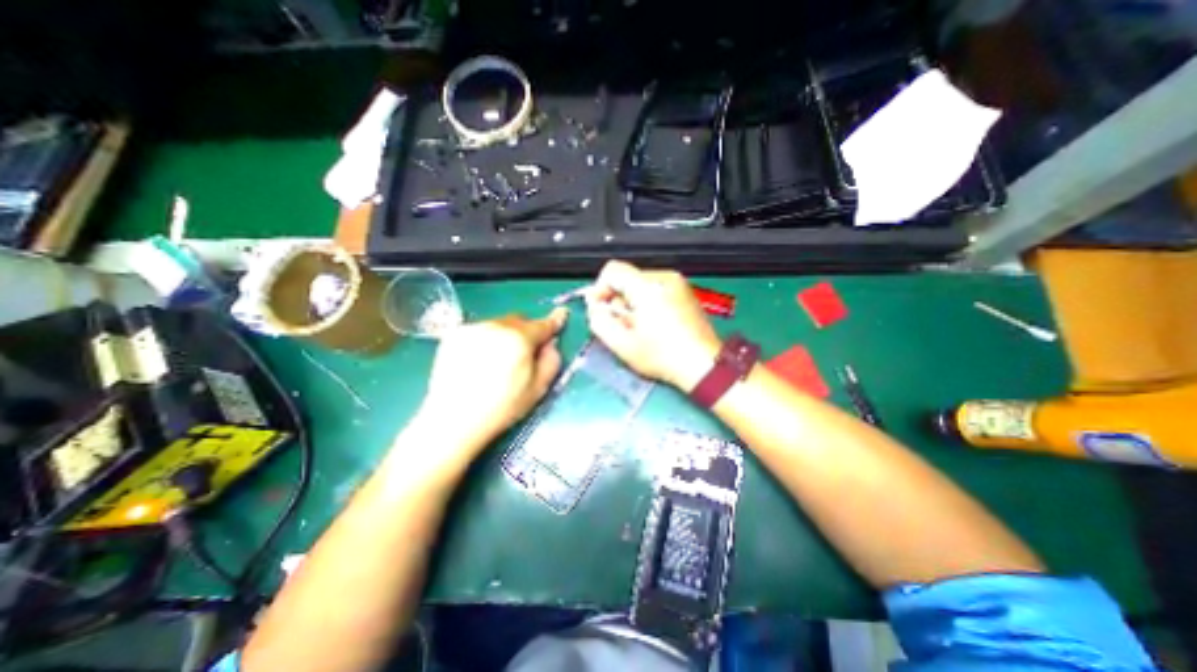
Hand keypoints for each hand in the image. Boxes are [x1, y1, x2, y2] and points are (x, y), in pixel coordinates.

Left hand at [418, 307, 567, 448]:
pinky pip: (480, 330)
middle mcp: (496, 326)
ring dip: (505, 335)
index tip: (561, 315)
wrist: (453, 419)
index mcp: (520, 339)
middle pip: (519, 321)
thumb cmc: (502, 407)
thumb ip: (552, 360)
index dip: (554, 321)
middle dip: (526, 332)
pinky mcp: (454, 334)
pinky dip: (485, 339)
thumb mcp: (538, 389)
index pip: (543, 325)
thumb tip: (550, 343)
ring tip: (497, 361)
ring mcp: (473, 328)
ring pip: (499, 324)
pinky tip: (479, 361)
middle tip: (523, 354)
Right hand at [588, 259, 719, 390]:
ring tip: (639, 328)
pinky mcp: (685, 292)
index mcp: (647, 287)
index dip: (600, 288)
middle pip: (627, 278)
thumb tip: (595, 306)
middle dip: (618, 301)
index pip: (612, 270)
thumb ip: (599, 321)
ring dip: (632, 304)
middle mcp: (664, 278)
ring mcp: (677, 284)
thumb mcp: (622, 344)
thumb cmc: (663, 356)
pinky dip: (647, 304)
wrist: (703, 365)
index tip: (600, 309)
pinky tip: (653, 325)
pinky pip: (655, 290)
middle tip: (621, 326)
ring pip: (640, 285)